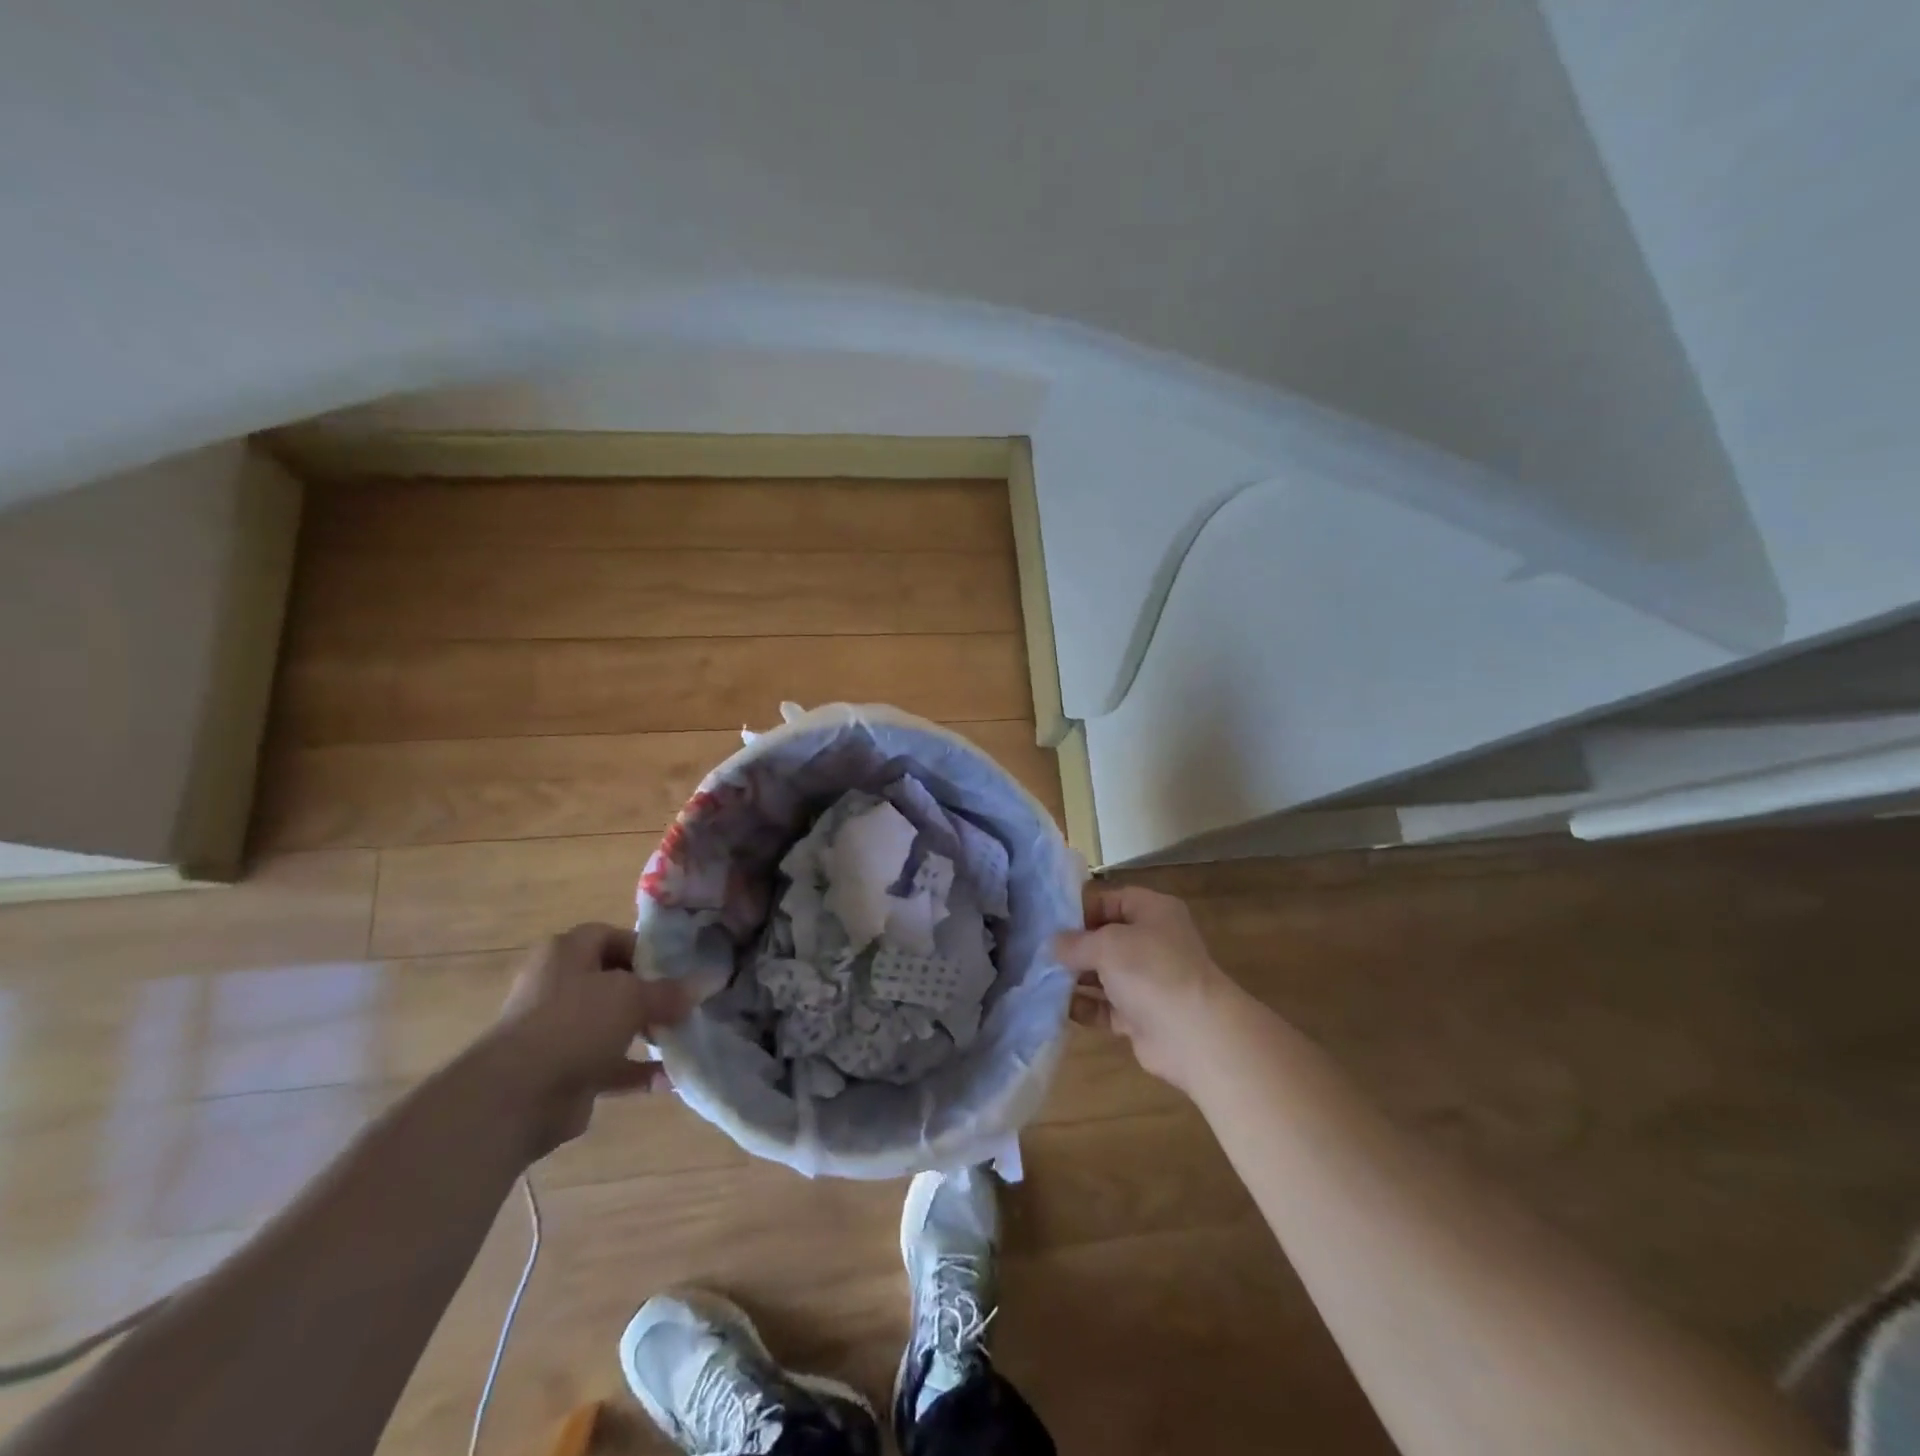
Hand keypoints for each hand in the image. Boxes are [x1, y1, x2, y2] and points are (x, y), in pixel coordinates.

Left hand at [479, 923, 693, 1156]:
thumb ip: (668, 992)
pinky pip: (608, 1064)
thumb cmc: (574, 1022)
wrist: (517, 1096)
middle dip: (650, 993)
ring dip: (646, 1031)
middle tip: (683, 1002)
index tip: (676, 966)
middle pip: (613, 981)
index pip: (609, 936)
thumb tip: (701, 986)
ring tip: (682, 1036)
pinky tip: (669, 1078)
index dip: (644, 948)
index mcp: (565, 953)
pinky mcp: (564, 1071)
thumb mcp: (632, 996)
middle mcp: (558, 986)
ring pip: (611, 1024)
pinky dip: (636, 1070)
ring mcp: (559, 1031)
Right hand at [1055, 885, 1237, 1090]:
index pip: (1109, 899)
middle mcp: (1152, 941)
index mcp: (1152, 911)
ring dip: (1074, 977)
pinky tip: (1056, 1006)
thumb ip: (1075, 942)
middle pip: (1104, 937)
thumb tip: (1053, 945)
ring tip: (1038, 978)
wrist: (1195, 1035)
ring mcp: (1147, 980)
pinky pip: (1105, 1006)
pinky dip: (1084, 1006)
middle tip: (1035, 951)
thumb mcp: (1107, 945)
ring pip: (1103, 973)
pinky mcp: (1141, 1015)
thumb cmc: (1152, 972)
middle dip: (1072, 946)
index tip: (1045, 921)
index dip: (1078, 908)